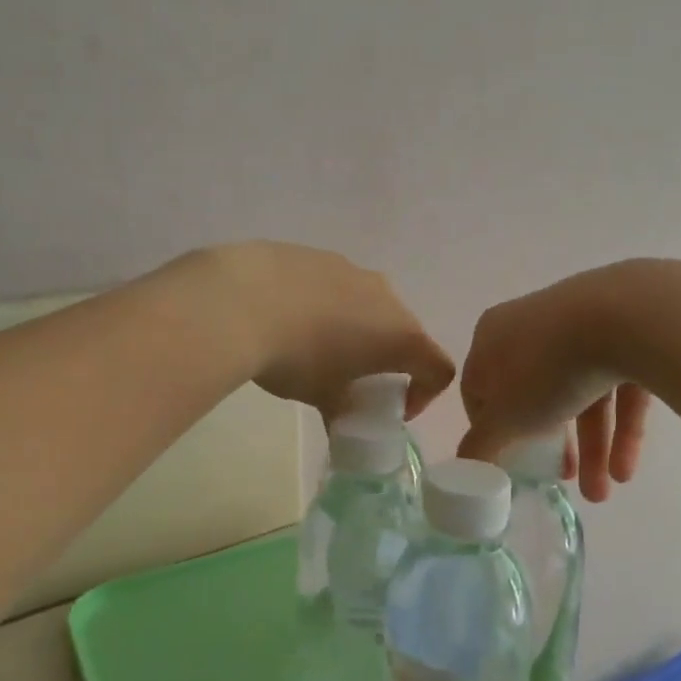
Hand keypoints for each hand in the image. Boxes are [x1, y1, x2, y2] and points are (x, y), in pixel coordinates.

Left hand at [191, 242, 455, 418]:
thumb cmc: (297, 358)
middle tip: (353, 381)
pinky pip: (336, 286)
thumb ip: (342, 412)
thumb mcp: (322, 396)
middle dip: (386, 359)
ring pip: (369, 305)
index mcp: (400, 335)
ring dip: (356, 329)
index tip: (393, 408)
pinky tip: (288, 318)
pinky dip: (326, 305)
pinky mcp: (319, 255)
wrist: (242, 299)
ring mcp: (353, 270)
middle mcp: (386, 297)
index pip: (438, 368)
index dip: (425, 394)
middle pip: (404, 332)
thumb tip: (340, 425)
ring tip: (315, 347)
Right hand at [458, 264, 653, 501]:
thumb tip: (463, 467)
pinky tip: (626, 469)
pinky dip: (621, 427)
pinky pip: (617, 385)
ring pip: (579, 394)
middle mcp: (532, 325)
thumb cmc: (546, 368)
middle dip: (551, 447)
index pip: (480, 387)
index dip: (490, 429)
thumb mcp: (504, 417)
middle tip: (562, 480)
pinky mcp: (626, 333)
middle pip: (535, 395)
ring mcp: (580, 325)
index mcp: (492, 336)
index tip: (509, 460)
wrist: (626, 318)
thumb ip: (481, 445)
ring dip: (591, 448)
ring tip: (603, 493)